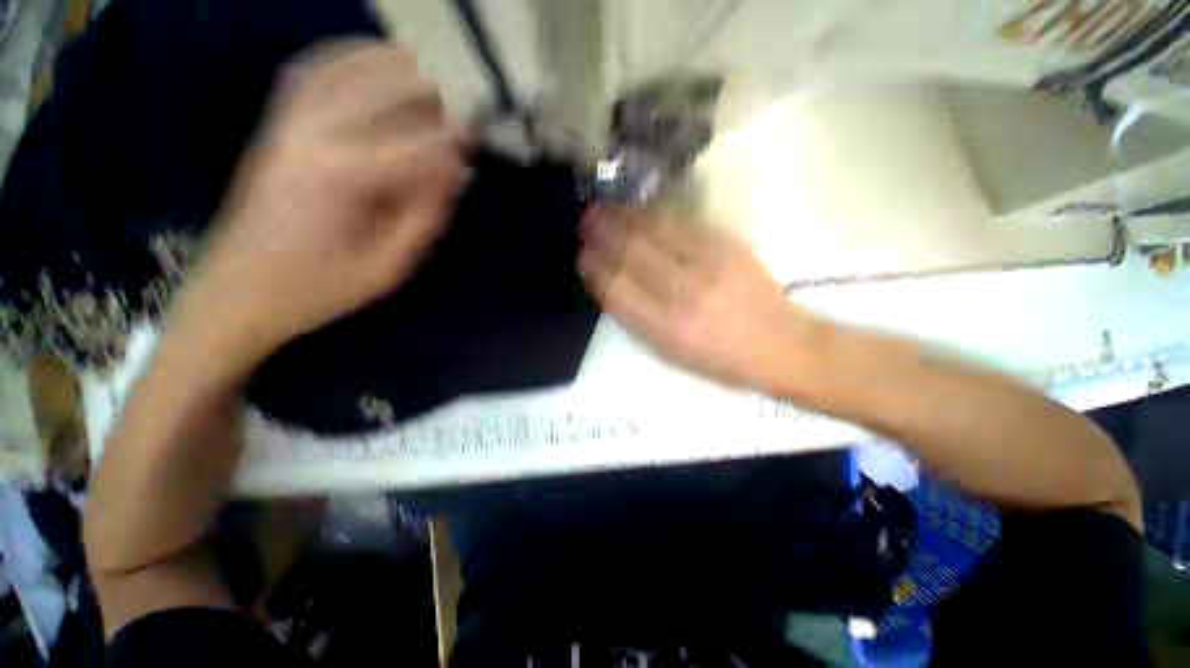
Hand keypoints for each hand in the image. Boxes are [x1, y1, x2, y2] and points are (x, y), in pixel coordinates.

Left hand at [172, 42, 467, 371]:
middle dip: (428, 91)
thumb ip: (423, 218)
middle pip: (382, 93)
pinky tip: (368, 55)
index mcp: (342, 179)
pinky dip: (343, 56)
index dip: (452, 141)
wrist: (236, 292)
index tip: (478, 137)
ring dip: (389, 61)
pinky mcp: (276, 127)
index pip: (416, 147)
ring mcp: (287, 125)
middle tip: (462, 95)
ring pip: (345, 70)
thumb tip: (455, 174)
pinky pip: (310, 74)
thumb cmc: (317, 290)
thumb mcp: (386, 268)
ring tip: (425, 59)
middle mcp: (313, 136)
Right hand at [579, 205, 829, 396]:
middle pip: (631, 255)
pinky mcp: (728, 246)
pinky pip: (680, 224)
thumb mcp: (671, 354)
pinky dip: (652, 215)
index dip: (595, 270)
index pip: (617, 291)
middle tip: (585, 223)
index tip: (582, 257)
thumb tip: (611, 284)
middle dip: (602, 235)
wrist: (781, 345)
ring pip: (653, 233)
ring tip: (601, 210)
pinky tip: (637, 211)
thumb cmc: (721, 360)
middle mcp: (683, 296)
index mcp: (667, 331)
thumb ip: (638, 320)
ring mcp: (708, 266)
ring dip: (622, 219)